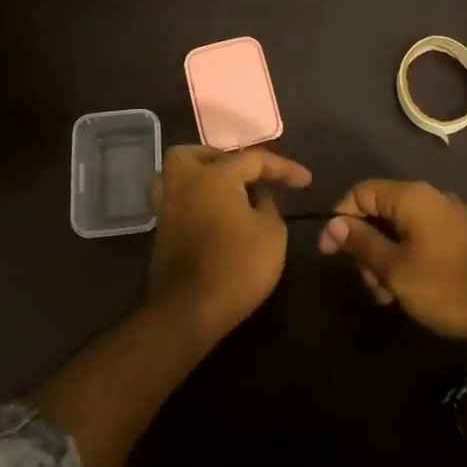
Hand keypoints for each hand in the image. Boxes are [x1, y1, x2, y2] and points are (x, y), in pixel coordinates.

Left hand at [148, 145, 312, 338]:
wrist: (190, 312)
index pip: (254, 159)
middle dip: (220, 158)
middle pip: (194, 154)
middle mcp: (185, 184)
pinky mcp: (160, 233)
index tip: (305, 181)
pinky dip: (192, 201)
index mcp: (215, 177)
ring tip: (222, 193)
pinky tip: (211, 216)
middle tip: (243, 176)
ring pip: (174, 176)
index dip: (283, 168)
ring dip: (197, 177)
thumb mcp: (272, 234)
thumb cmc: (238, 267)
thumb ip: (268, 205)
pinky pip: (175, 202)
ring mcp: (167, 209)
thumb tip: (258, 196)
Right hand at [319, 179, 466, 343]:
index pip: (361, 191)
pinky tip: (407, 290)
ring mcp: (448, 217)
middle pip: (380, 211)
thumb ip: (362, 243)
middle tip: (368, 284)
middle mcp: (429, 197)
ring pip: (399, 230)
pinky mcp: (460, 237)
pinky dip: (405, 260)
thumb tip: (334, 223)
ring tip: (387, 296)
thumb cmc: (446, 285)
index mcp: (411, 196)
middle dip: (365, 246)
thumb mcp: (394, 268)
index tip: (329, 253)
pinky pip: (420, 239)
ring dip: (384, 259)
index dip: (340, 219)